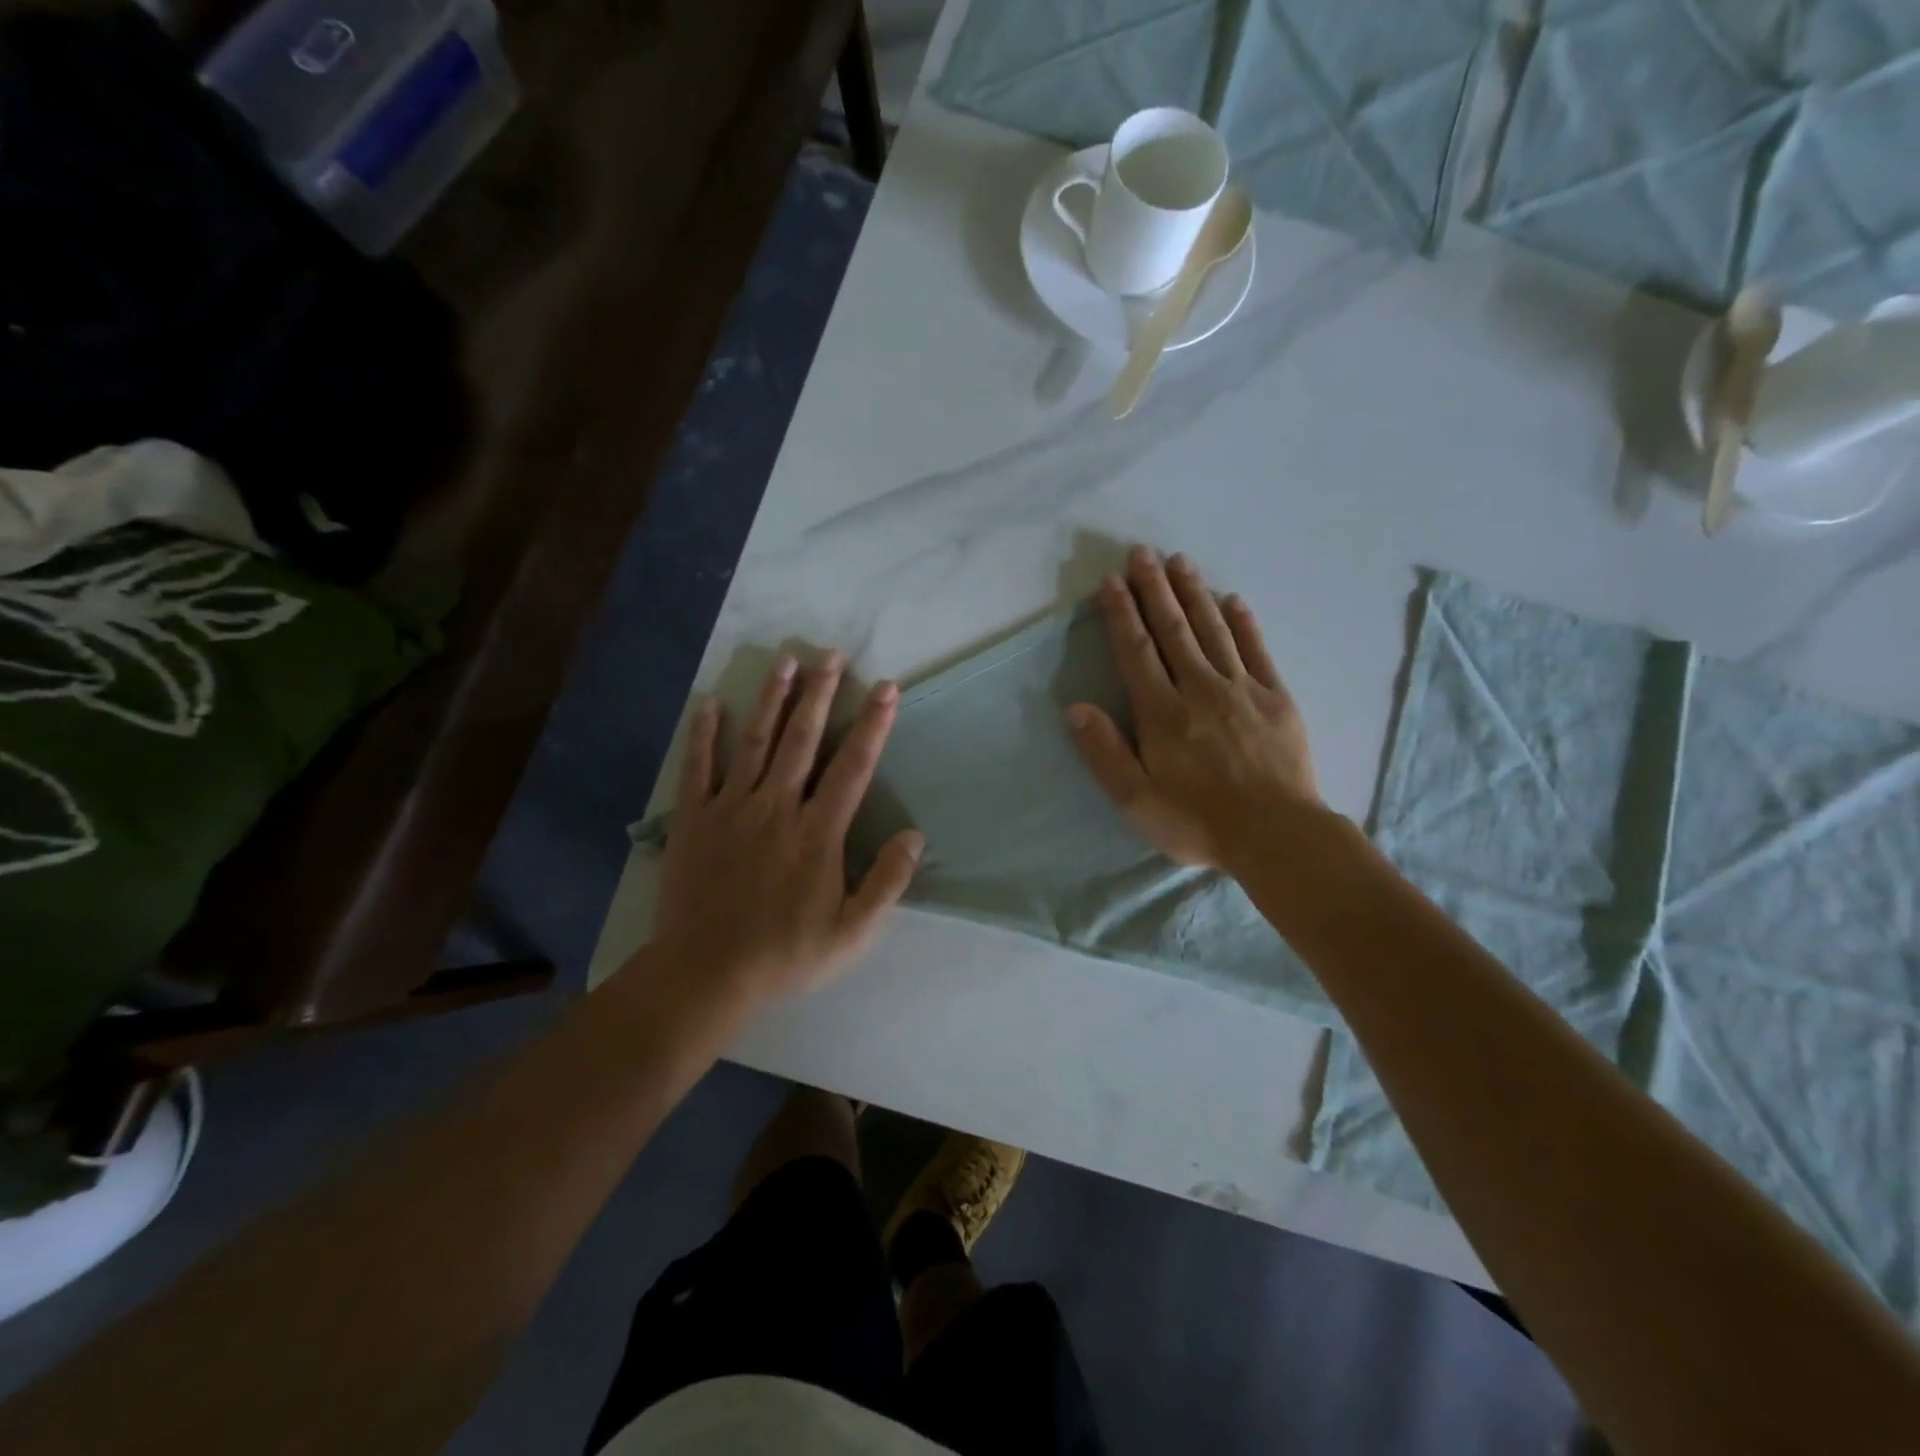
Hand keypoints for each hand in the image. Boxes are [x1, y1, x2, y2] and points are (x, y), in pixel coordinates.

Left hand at [650, 653, 924, 1003]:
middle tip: (831, 654)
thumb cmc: (784, 954)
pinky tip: (709, 703)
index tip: (886, 687)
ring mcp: (731, 809)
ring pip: (755, 742)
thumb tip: (914, 835)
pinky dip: (704, 734)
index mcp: (817, 832)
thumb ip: (886, 882)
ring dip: (772, 698)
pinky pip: (698, 768)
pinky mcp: (694, 819)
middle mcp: (777, 807)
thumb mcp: (852, 933)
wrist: (705, 974)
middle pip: (802, 740)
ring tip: (784, 660)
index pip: (853, 767)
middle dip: (820, 694)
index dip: (873, 724)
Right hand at [1067, 547, 1321, 871]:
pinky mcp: (1276, 698)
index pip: (1136, 651)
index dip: (1122, 614)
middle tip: (1142, 553)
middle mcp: (1199, 689)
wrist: (1278, 836)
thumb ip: (1104, 752)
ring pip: (1212, 630)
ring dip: (1194, 593)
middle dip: (1155, 589)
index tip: (1110, 581)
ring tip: (1180, 561)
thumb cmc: (1197, 821)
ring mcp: (1242, 689)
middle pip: (1173, 630)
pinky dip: (1244, 622)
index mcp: (1162, 713)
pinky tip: (1234, 599)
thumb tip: (1075, 707)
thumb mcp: (1136, 800)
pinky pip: (1257, 650)